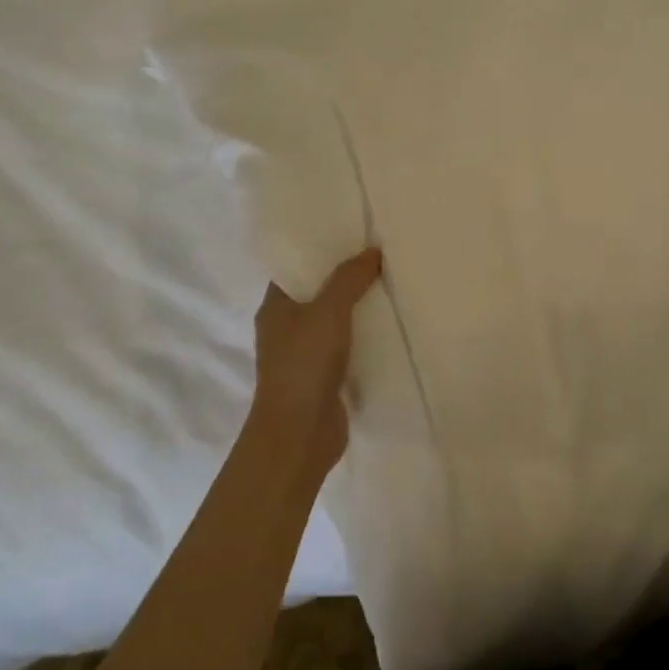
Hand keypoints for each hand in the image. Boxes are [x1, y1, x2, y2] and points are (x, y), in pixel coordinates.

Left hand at [249, 248, 383, 480]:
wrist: (299, 435)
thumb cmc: (304, 364)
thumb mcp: (328, 311)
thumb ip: (349, 279)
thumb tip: (372, 251)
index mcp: (276, 307)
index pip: (296, 268)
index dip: (320, 250)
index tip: (352, 235)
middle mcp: (287, 328)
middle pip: (319, 293)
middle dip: (346, 277)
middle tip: (381, 255)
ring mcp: (306, 355)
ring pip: (336, 321)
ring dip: (359, 308)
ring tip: (392, 284)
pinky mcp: (326, 378)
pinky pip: (348, 348)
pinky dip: (366, 337)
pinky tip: (392, 326)